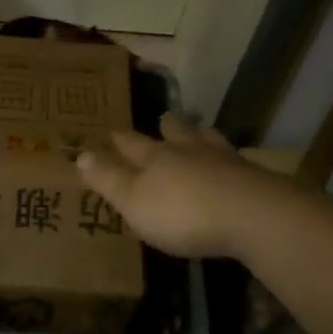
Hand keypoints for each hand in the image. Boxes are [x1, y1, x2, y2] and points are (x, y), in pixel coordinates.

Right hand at [74, 114, 291, 259]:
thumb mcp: (134, 201)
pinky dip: (227, 158)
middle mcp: (188, 151)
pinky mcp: (252, 177)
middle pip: (174, 133)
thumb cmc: (183, 212)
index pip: (131, 144)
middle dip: (165, 127)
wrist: (252, 215)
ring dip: (198, 134)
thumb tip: (80, 154)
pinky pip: (234, 160)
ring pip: (206, 140)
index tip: (110, 131)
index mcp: (155, 158)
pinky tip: (231, 162)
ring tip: (198, 130)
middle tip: (162, 118)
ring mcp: (223, 160)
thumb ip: (108, 179)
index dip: (119, 140)